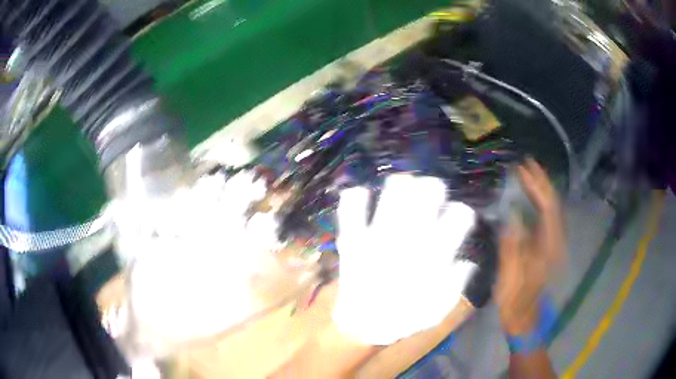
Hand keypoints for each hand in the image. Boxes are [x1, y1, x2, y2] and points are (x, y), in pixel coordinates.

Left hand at [333, 174, 477, 345]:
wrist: (361, 326)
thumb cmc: (403, 317)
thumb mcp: (438, 309)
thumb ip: (456, 284)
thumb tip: (468, 261)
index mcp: (434, 255)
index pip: (460, 216)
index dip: (461, 214)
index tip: (456, 220)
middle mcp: (410, 238)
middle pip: (429, 191)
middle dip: (432, 189)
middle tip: (429, 197)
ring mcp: (379, 234)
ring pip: (394, 190)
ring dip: (402, 186)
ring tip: (403, 192)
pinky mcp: (354, 238)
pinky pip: (351, 206)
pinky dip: (357, 197)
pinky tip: (364, 198)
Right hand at [495, 159, 564, 334]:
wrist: (524, 317)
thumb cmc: (515, 300)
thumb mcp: (510, 276)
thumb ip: (512, 245)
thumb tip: (511, 215)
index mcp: (548, 248)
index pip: (548, 208)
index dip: (537, 186)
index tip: (523, 169)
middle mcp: (555, 242)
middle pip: (553, 204)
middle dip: (542, 181)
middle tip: (527, 163)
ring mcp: (552, 244)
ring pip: (552, 209)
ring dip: (542, 189)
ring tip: (528, 173)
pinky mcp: (547, 246)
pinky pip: (546, 217)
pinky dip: (540, 202)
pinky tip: (531, 196)